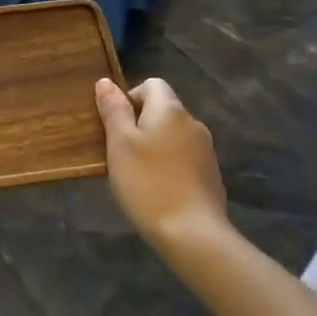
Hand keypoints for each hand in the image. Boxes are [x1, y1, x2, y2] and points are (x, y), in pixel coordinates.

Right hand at [94, 77, 227, 253]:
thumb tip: (106, 81)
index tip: (116, 127)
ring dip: (155, 146)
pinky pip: (184, 157)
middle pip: (163, 109)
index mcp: (170, 109)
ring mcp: (206, 149)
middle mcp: (192, 122)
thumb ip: (113, 109)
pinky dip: (169, 164)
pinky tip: (158, 189)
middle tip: (121, 153)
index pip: (151, 84)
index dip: (130, 98)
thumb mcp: (120, 144)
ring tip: (137, 174)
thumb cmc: (147, 183)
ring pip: (173, 135)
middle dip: (140, 124)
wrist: (192, 233)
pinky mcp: (211, 174)